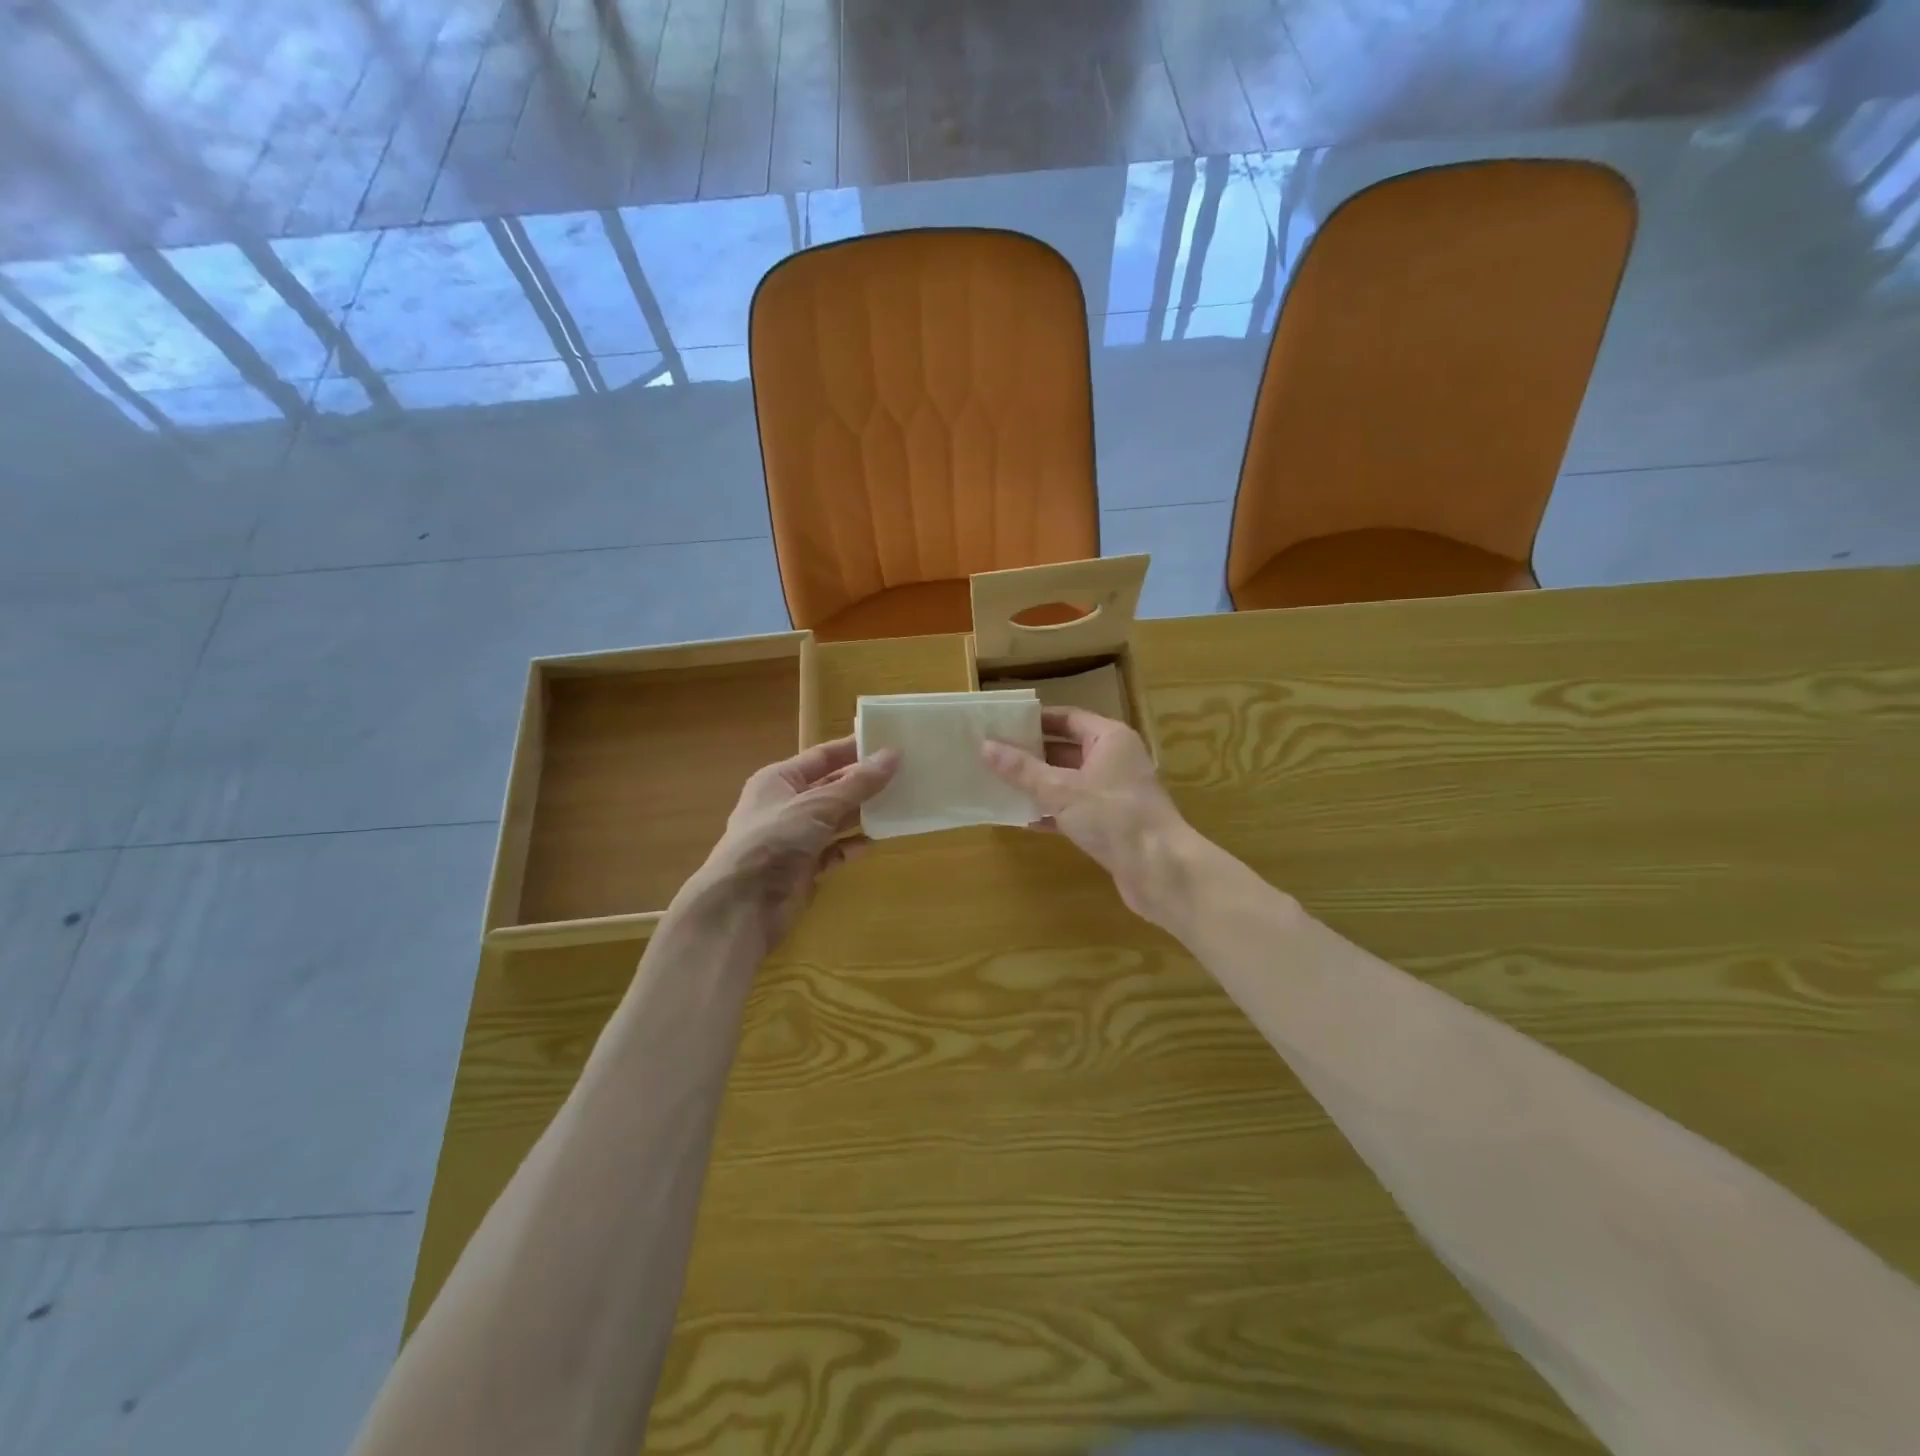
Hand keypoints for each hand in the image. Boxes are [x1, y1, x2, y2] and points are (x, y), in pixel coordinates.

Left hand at [694, 736, 899, 941]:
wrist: (742, 905)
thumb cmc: (774, 841)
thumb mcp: (818, 805)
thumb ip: (857, 784)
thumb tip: (893, 755)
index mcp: (779, 780)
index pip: (821, 756)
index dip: (853, 749)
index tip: (888, 742)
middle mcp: (786, 805)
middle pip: (831, 788)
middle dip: (863, 783)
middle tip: (903, 774)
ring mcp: (794, 838)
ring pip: (835, 820)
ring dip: (862, 815)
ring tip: (898, 806)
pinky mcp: (803, 868)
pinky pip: (834, 851)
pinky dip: (851, 846)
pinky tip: (874, 843)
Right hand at [980, 707, 1197, 926]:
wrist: (1159, 869)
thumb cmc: (1112, 816)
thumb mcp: (1060, 789)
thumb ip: (1022, 769)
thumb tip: (985, 747)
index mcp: (1109, 739)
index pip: (1067, 718)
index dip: (1035, 721)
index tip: (1002, 724)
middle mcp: (1115, 760)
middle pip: (1067, 749)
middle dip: (1032, 754)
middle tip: (993, 755)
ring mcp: (1115, 793)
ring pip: (1070, 781)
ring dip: (1039, 785)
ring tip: (1000, 785)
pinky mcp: (1113, 823)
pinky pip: (1076, 809)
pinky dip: (1053, 812)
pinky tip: (1025, 819)